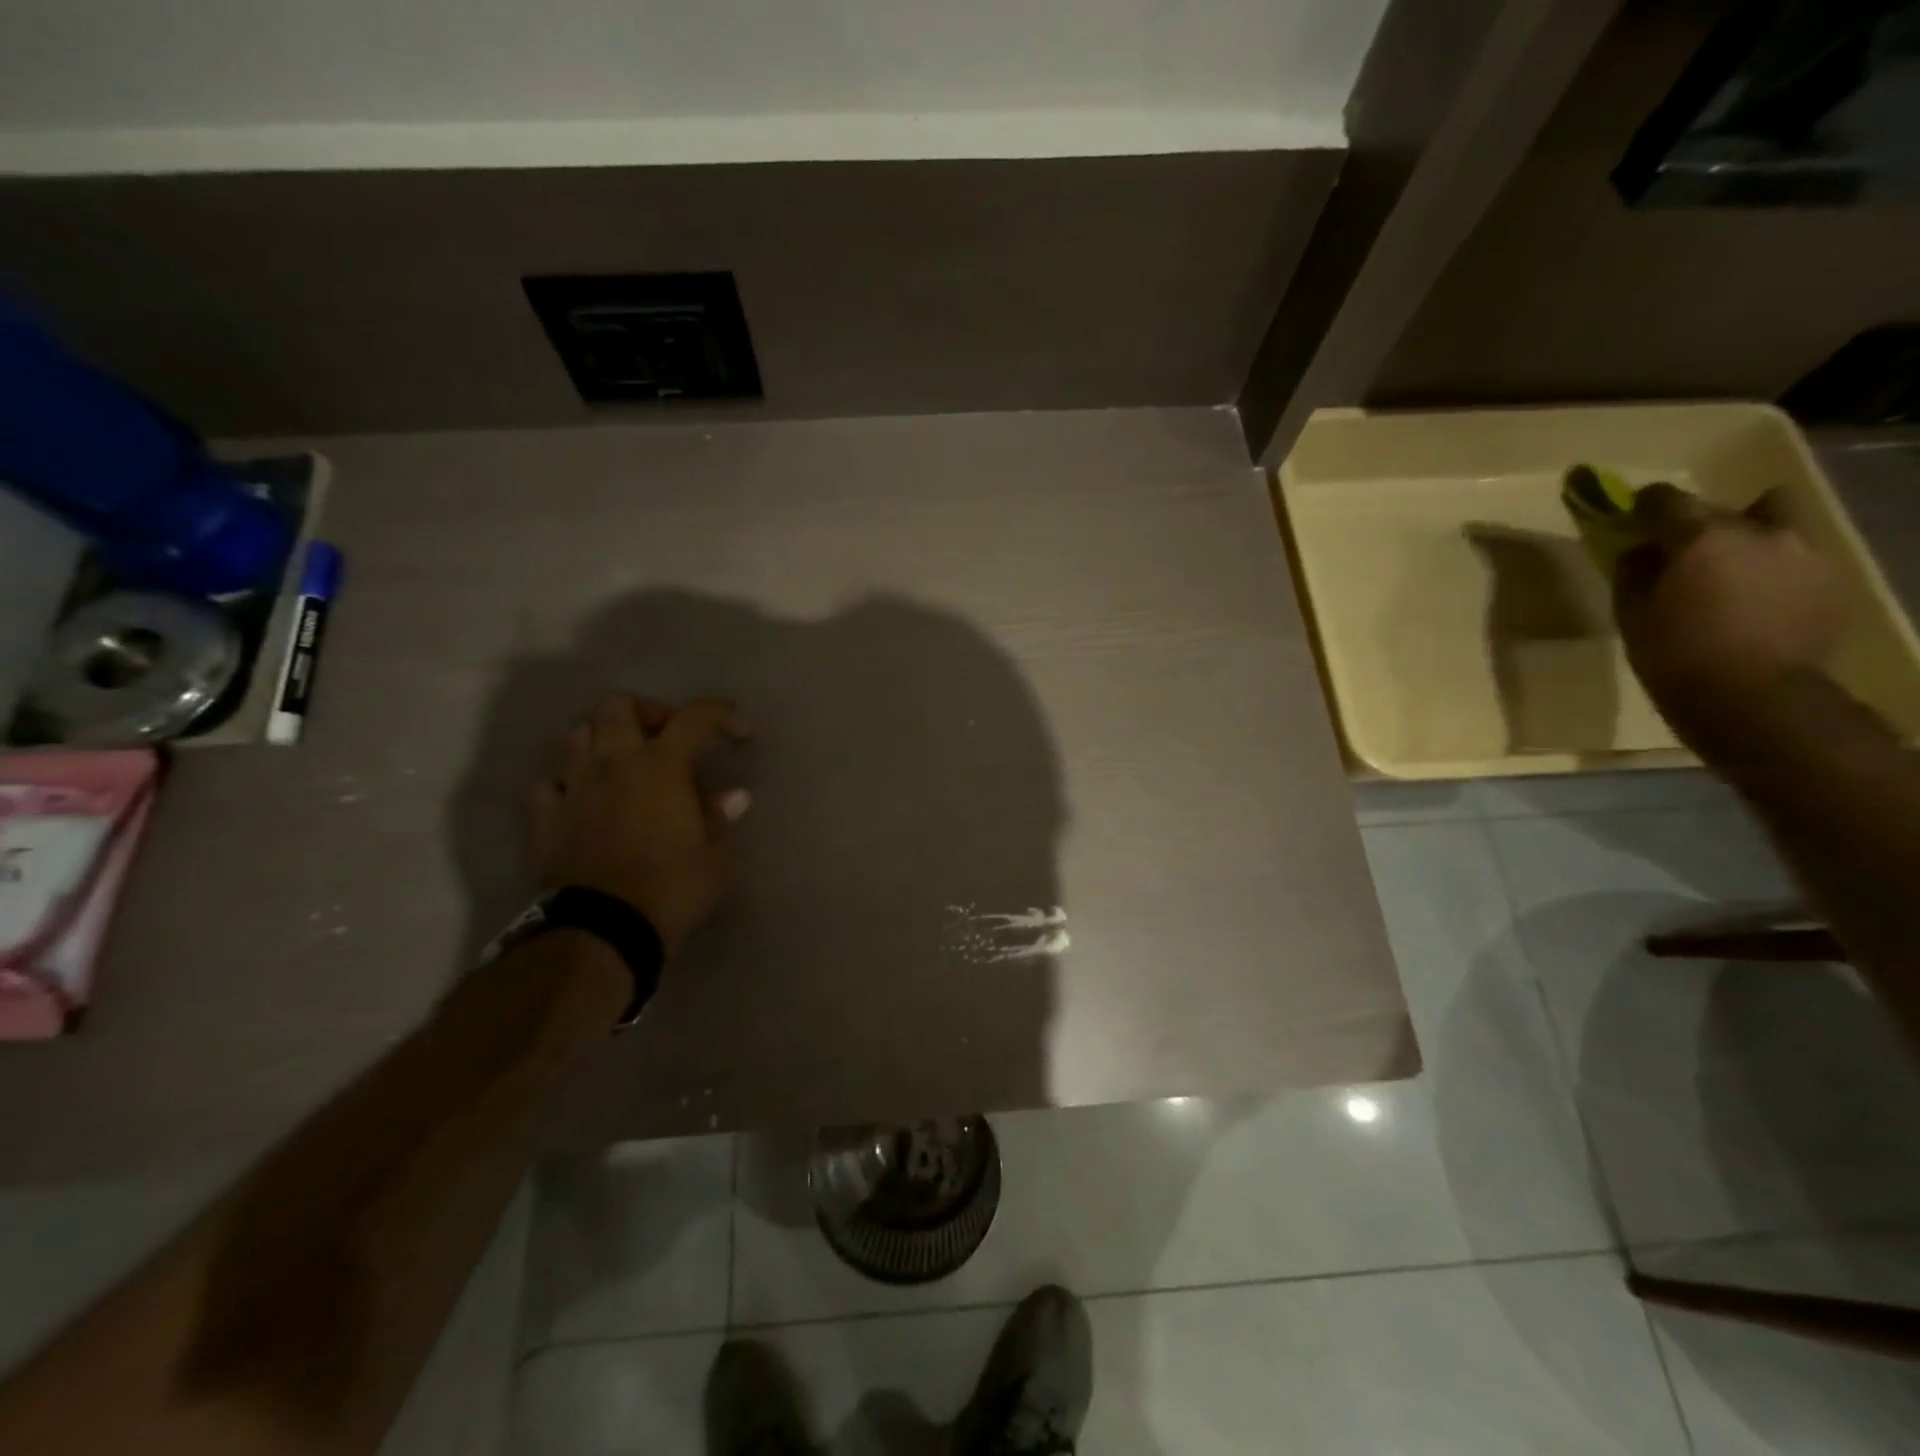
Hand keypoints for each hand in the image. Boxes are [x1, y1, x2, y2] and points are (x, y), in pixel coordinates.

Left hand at [527, 695, 752, 953]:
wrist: (604, 929)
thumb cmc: (672, 888)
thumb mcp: (716, 856)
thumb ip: (720, 818)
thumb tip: (733, 797)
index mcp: (661, 765)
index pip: (694, 717)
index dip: (721, 714)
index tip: (738, 730)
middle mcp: (614, 763)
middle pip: (619, 706)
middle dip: (647, 712)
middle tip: (666, 737)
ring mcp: (574, 787)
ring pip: (576, 734)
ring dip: (602, 738)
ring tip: (621, 760)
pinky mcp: (545, 818)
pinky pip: (548, 783)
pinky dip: (566, 783)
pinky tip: (582, 798)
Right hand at [1616, 483, 1843, 731]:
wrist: (1754, 698)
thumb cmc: (1675, 655)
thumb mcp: (1631, 616)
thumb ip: (1634, 574)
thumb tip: (1640, 553)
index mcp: (1702, 538)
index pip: (1665, 500)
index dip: (1644, 506)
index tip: (1632, 518)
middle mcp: (1759, 532)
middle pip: (1725, 509)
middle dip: (1700, 525)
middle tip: (1680, 554)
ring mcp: (1803, 555)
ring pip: (1772, 527)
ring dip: (1745, 542)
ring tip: (1724, 577)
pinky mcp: (1828, 582)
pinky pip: (1792, 560)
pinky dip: (1768, 571)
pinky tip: (1751, 603)